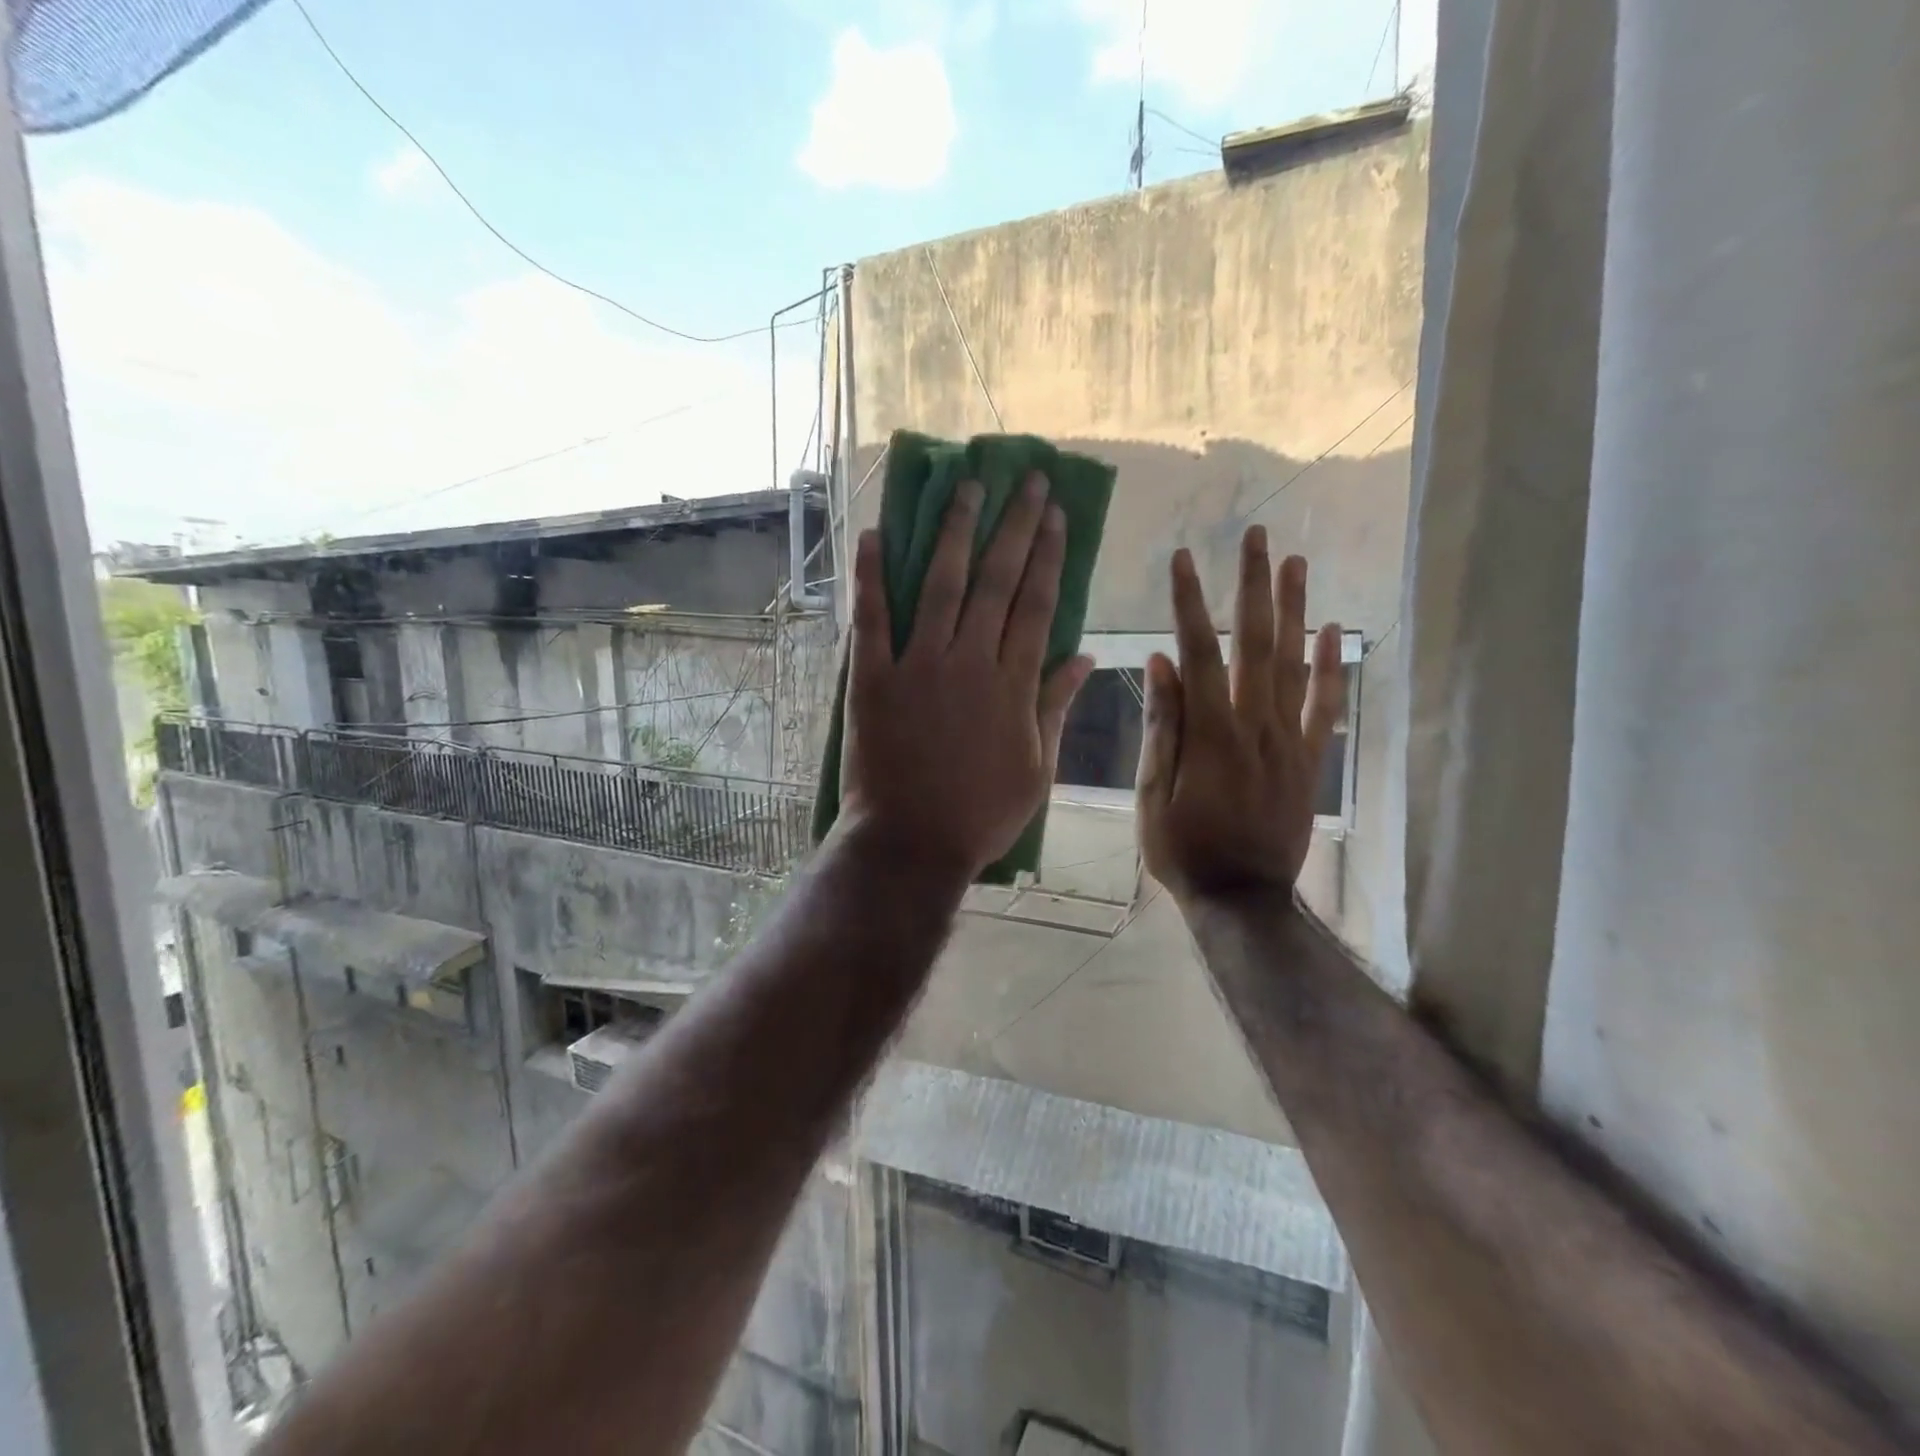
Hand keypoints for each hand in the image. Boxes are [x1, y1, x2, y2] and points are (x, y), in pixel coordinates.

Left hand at [840, 474, 1093, 883]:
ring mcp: (918, 666)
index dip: (1047, 555)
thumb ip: (1056, 707)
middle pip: (996, 581)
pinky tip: (873, 534)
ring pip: (942, 585)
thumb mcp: (1037, 768)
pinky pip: (872, 618)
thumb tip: (1087, 658)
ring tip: (966, 487)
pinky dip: (871, 575)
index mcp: (1013, 684)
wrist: (912, 842)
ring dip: (955, 532)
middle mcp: (969, 661)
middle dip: (1013, 526)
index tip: (1054, 514)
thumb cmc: (980, 814)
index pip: (1036, 605)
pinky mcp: (872, 678)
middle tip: (1024, 480)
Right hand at [1136, 526, 1344, 902]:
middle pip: (1255, 643)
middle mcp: (1255, 724)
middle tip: (1256, 537)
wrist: (1242, 897)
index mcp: (1210, 733)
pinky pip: (1325, 705)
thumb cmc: (1183, 849)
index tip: (1183, 558)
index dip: (1189, 603)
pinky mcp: (1308, 759)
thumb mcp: (1152, 794)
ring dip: (1293, 609)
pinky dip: (1331, 666)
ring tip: (1294, 562)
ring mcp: (1288, 740)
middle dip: (1252, 586)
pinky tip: (1332, 630)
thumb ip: (1162, 727)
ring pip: (1294, 663)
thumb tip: (1161, 663)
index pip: (1198, 653)